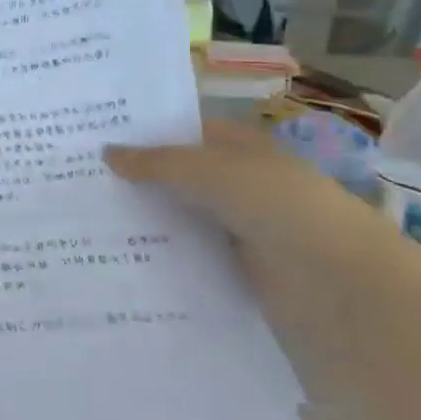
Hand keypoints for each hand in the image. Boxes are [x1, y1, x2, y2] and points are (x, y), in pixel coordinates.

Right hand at [104, 120, 400, 343]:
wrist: (342, 287)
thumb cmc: (279, 208)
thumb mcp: (210, 172)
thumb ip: (157, 162)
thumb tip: (106, 152)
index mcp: (241, 149)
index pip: (184, 132)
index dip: (144, 134)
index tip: (93, 140)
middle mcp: (241, 185)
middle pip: (179, 177)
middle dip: (137, 179)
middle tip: (78, 181)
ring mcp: (241, 230)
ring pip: (181, 218)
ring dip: (146, 221)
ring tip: (86, 222)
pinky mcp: (238, 272)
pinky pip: (190, 257)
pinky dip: (162, 257)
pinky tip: (120, 258)